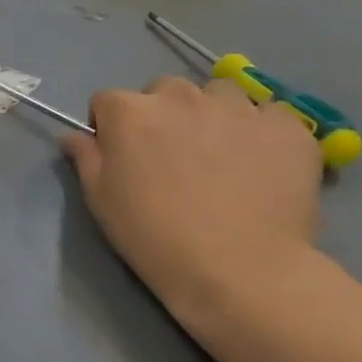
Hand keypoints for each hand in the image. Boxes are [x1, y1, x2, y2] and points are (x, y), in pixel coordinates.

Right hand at [61, 76, 323, 333]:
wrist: (239, 271)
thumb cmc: (153, 235)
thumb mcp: (100, 199)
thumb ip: (85, 157)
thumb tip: (73, 136)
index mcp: (129, 111)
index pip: (107, 101)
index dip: (111, 127)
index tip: (122, 155)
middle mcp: (179, 96)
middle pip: (164, 90)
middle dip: (165, 115)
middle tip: (175, 156)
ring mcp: (237, 108)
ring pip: (219, 95)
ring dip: (215, 115)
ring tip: (225, 155)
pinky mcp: (287, 128)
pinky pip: (272, 116)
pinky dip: (265, 132)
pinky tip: (265, 164)